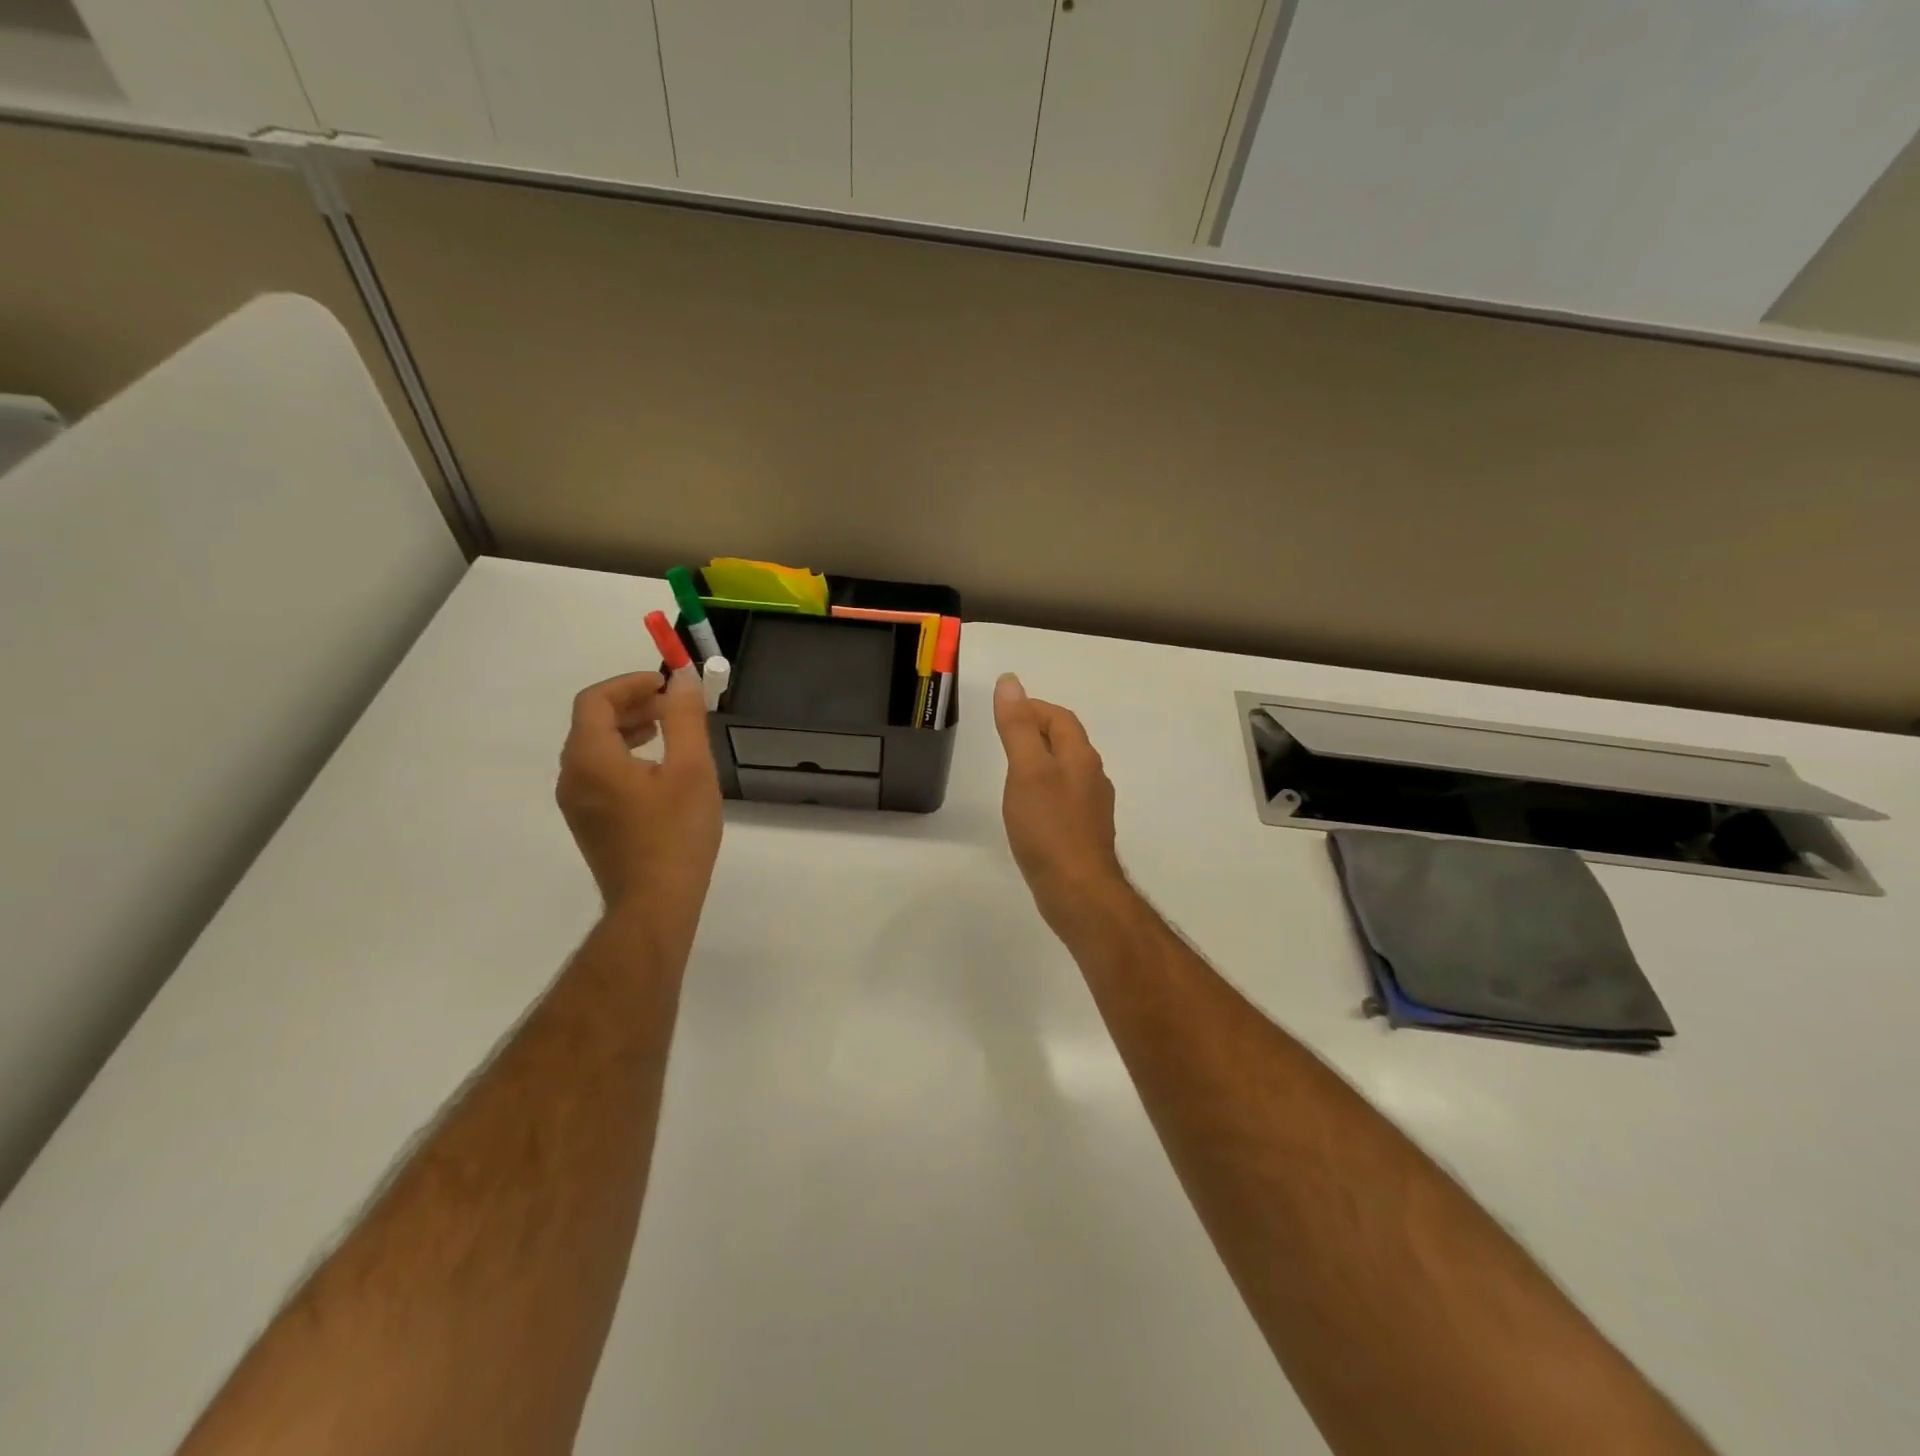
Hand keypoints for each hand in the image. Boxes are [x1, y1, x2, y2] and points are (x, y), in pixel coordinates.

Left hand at [557, 670, 721, 918]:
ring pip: (594, 749)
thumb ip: (685, 718)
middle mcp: (572, 777)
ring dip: (628, 730)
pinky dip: (623, 756)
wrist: (654, 904)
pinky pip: (598, 774)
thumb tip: (682, 678)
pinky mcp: (588, 823)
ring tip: (668, 733)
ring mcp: (576, 804)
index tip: (667, 685)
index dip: (630, 684)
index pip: (595, 701)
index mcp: (590, 759)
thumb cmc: (676, 834)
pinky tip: (658, 771)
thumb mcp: (691, 769)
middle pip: (591, 723)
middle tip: (672, 706)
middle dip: (631, 705)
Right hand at [992, 673, 1127, 926]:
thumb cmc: (1049, 826)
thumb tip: (1011, 681)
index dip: (1033, 708)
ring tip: (1012, 769)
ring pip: (1066, 771)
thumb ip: (1018, 726)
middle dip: (1038, 731)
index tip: (1004, 712)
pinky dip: (1045, 790)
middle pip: (1066, 742)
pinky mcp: (1084, 833)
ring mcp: (1091, 807)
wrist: (1078, 890)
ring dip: (1042, 761)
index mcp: (1081, 757)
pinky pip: (1064, 798)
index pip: (1060, 718)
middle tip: (1004, 736)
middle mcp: (1092, 777)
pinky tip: (1029, 808)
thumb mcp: (1027, 770)